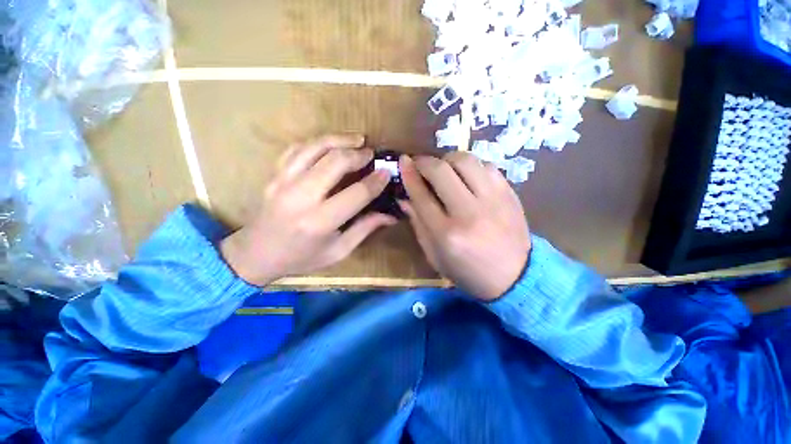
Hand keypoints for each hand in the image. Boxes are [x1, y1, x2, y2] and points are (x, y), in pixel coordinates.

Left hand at [220, 134, 396, 285]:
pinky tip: (331, 144)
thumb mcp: (338, 251)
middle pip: (335, 162)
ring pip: (315, 147)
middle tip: (371, 154)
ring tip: (357, 139)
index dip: (375, 181)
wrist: (256, 254)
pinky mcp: (274, 174)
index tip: (387, 172)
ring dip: (339, 140)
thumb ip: (365, 229)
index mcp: (319, 222)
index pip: (356, 194)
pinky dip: (317, 142)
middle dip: (358, 154)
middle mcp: (300, 197)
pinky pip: (297, 148)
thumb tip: (391, 216)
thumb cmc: (301, 257)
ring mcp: (283, 182)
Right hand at [399, 152, 530, 300]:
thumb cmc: (467, 271)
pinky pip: (486, 165)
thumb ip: (418, 224)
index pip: (421, 195)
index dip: (409, 175)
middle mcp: (468, 213)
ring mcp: (492, 200)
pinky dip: (471, 166)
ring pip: (465, 160)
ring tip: (444, 169)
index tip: (403, 162)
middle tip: (420, 165)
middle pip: (441, 171)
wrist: (515, 277)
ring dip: (448, 159)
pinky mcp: (509, 194)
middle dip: (425, 162)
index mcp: (446, 234)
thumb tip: (405, 198)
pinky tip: (467, 176)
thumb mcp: (434, 255)